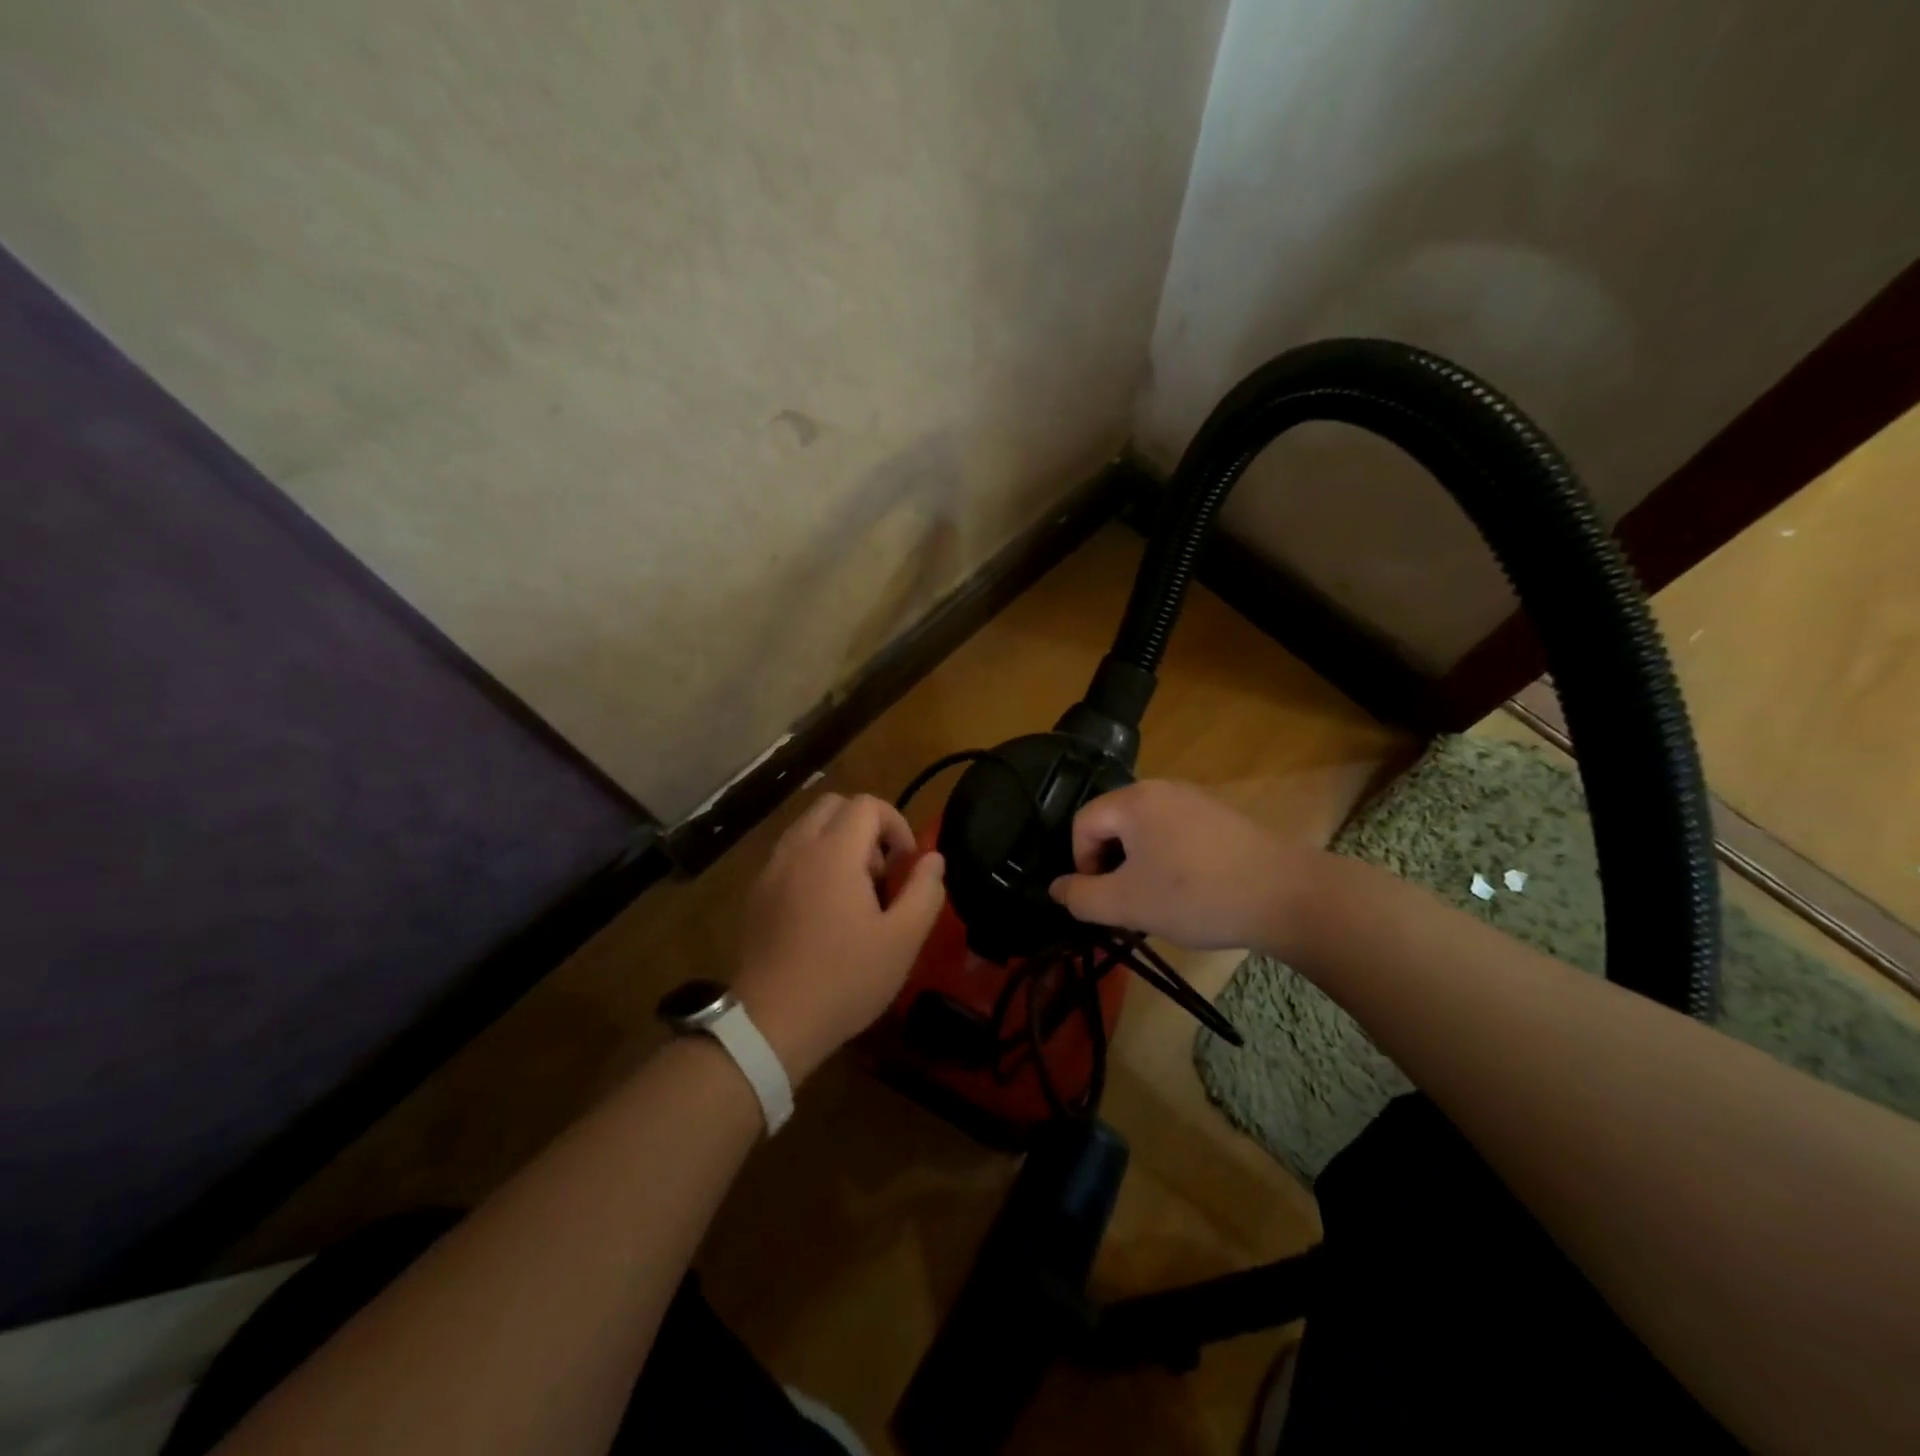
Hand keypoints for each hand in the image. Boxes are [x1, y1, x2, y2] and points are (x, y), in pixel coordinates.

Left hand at [733, 792, 945, 1082]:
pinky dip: (813, 861)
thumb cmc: (844, 979)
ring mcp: (770, 870)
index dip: (896, 824)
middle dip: (865, 827)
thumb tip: (933, 858)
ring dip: (837, 842)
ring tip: (854, 891)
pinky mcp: (756, 893)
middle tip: (881, 872)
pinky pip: (789, 854)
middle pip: (834, 805)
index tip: (906, 864)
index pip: (867, 805)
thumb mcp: (902, 940)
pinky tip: (823, 910)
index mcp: (833, 853)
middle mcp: (797, 849)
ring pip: (808, 827)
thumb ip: (924, 890)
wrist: (771, 1023)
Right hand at [1048, 780, 1308, 950]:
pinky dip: (1170, 858)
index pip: (1083, 823)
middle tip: (1127, 901)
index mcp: (1134, 800)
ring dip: (1140, 864)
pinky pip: (1177, 832)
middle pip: (1114, 823)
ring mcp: (1196, 799)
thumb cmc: (1196, 896)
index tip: (1102, 899)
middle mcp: (1162, 788)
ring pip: (1146, 830)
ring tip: (1158, 899)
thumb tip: (1057, 888)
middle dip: (1111, 864)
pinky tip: (1191, 889)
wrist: (1287, 895)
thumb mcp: (1127, 904)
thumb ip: (1081, 897)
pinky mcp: (1222, 816)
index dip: (1082, 863)